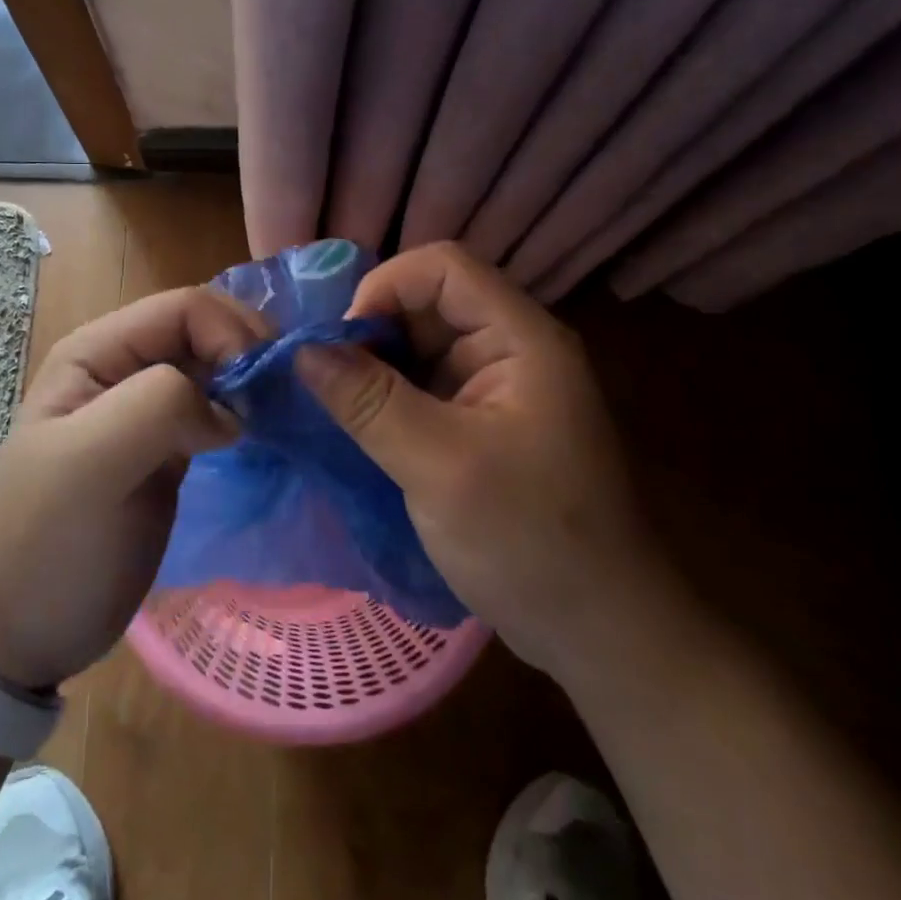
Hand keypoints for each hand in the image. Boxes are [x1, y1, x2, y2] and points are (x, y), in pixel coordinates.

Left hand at [0, 286, 266, 690]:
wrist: (18, 630)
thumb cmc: (46, 544)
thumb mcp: (89, 465)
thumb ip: (158, 408)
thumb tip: (231, 409)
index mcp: (97, 352)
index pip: (184, 308)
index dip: (231, 333)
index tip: (264, 389)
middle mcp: (124, 370)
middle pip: (206, 331)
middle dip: (250, 354)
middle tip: (288, 401)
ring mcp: (146, 412)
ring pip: (217, 371)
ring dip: (255, 384)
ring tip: (287, 418)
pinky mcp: (169, 451)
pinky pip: (218, 413)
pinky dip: (249, 417)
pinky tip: (270, 437)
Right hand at [295, 242, 674, 682]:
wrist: (599, 631)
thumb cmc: (531, 542)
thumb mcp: (441, 467)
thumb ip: (370, 402)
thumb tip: (301, 350)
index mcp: (521, 340)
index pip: (443, 268)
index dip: (384, 287)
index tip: (339, 342)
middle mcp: (510, 350)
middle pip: (427, 303)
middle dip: (370, 330)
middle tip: (322, 377)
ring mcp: (495, 389)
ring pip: (419, 347)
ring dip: (372, 366)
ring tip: (329, 402)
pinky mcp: (478, 424)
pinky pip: (421, 387)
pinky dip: (383, 397)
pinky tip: (353, 425)